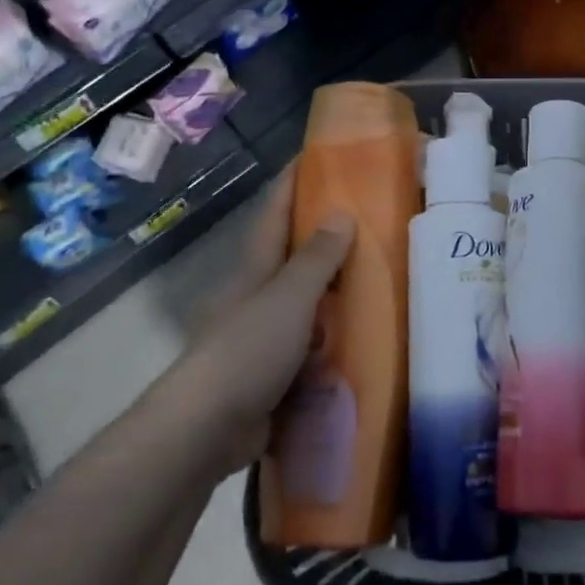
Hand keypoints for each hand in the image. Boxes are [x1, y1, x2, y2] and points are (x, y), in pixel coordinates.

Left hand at [158, 165, 353, 479]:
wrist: (208, 428)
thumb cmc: (248, 349)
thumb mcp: (289, 298)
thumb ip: (316, 258)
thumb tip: (341, 212)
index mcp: (255, 268)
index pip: (274, 212)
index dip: (293, 182)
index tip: (316, 156)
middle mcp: (255, 294)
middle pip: (290, 255)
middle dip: (322, 237)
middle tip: (369, 221)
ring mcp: (260, 334)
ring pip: (303, 302)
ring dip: (332, 292)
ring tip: (376, 279)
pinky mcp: (270, 371)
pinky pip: (309, 345)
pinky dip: (331, 339)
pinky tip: (360, 339)